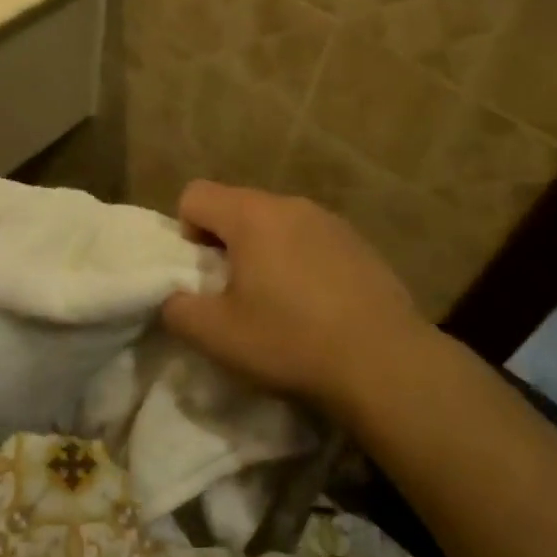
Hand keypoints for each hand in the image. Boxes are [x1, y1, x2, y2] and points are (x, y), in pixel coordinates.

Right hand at [160, 180, 432, 416]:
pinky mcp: (360, 244)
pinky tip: (317, 306)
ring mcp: (331, 222)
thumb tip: (173, 297)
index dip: (185, 231)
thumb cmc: (290, 341)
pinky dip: (300, 262)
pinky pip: (311, 240)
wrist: (384, 362)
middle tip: (235, 293)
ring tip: (278, 302)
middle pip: (237, 206)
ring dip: (264, 252)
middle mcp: (291, 205)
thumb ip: (177, 308)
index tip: (203, 274)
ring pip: (277, 223)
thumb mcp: (215, 335)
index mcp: (251, 216)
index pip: (195, 194)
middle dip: (225, 243)